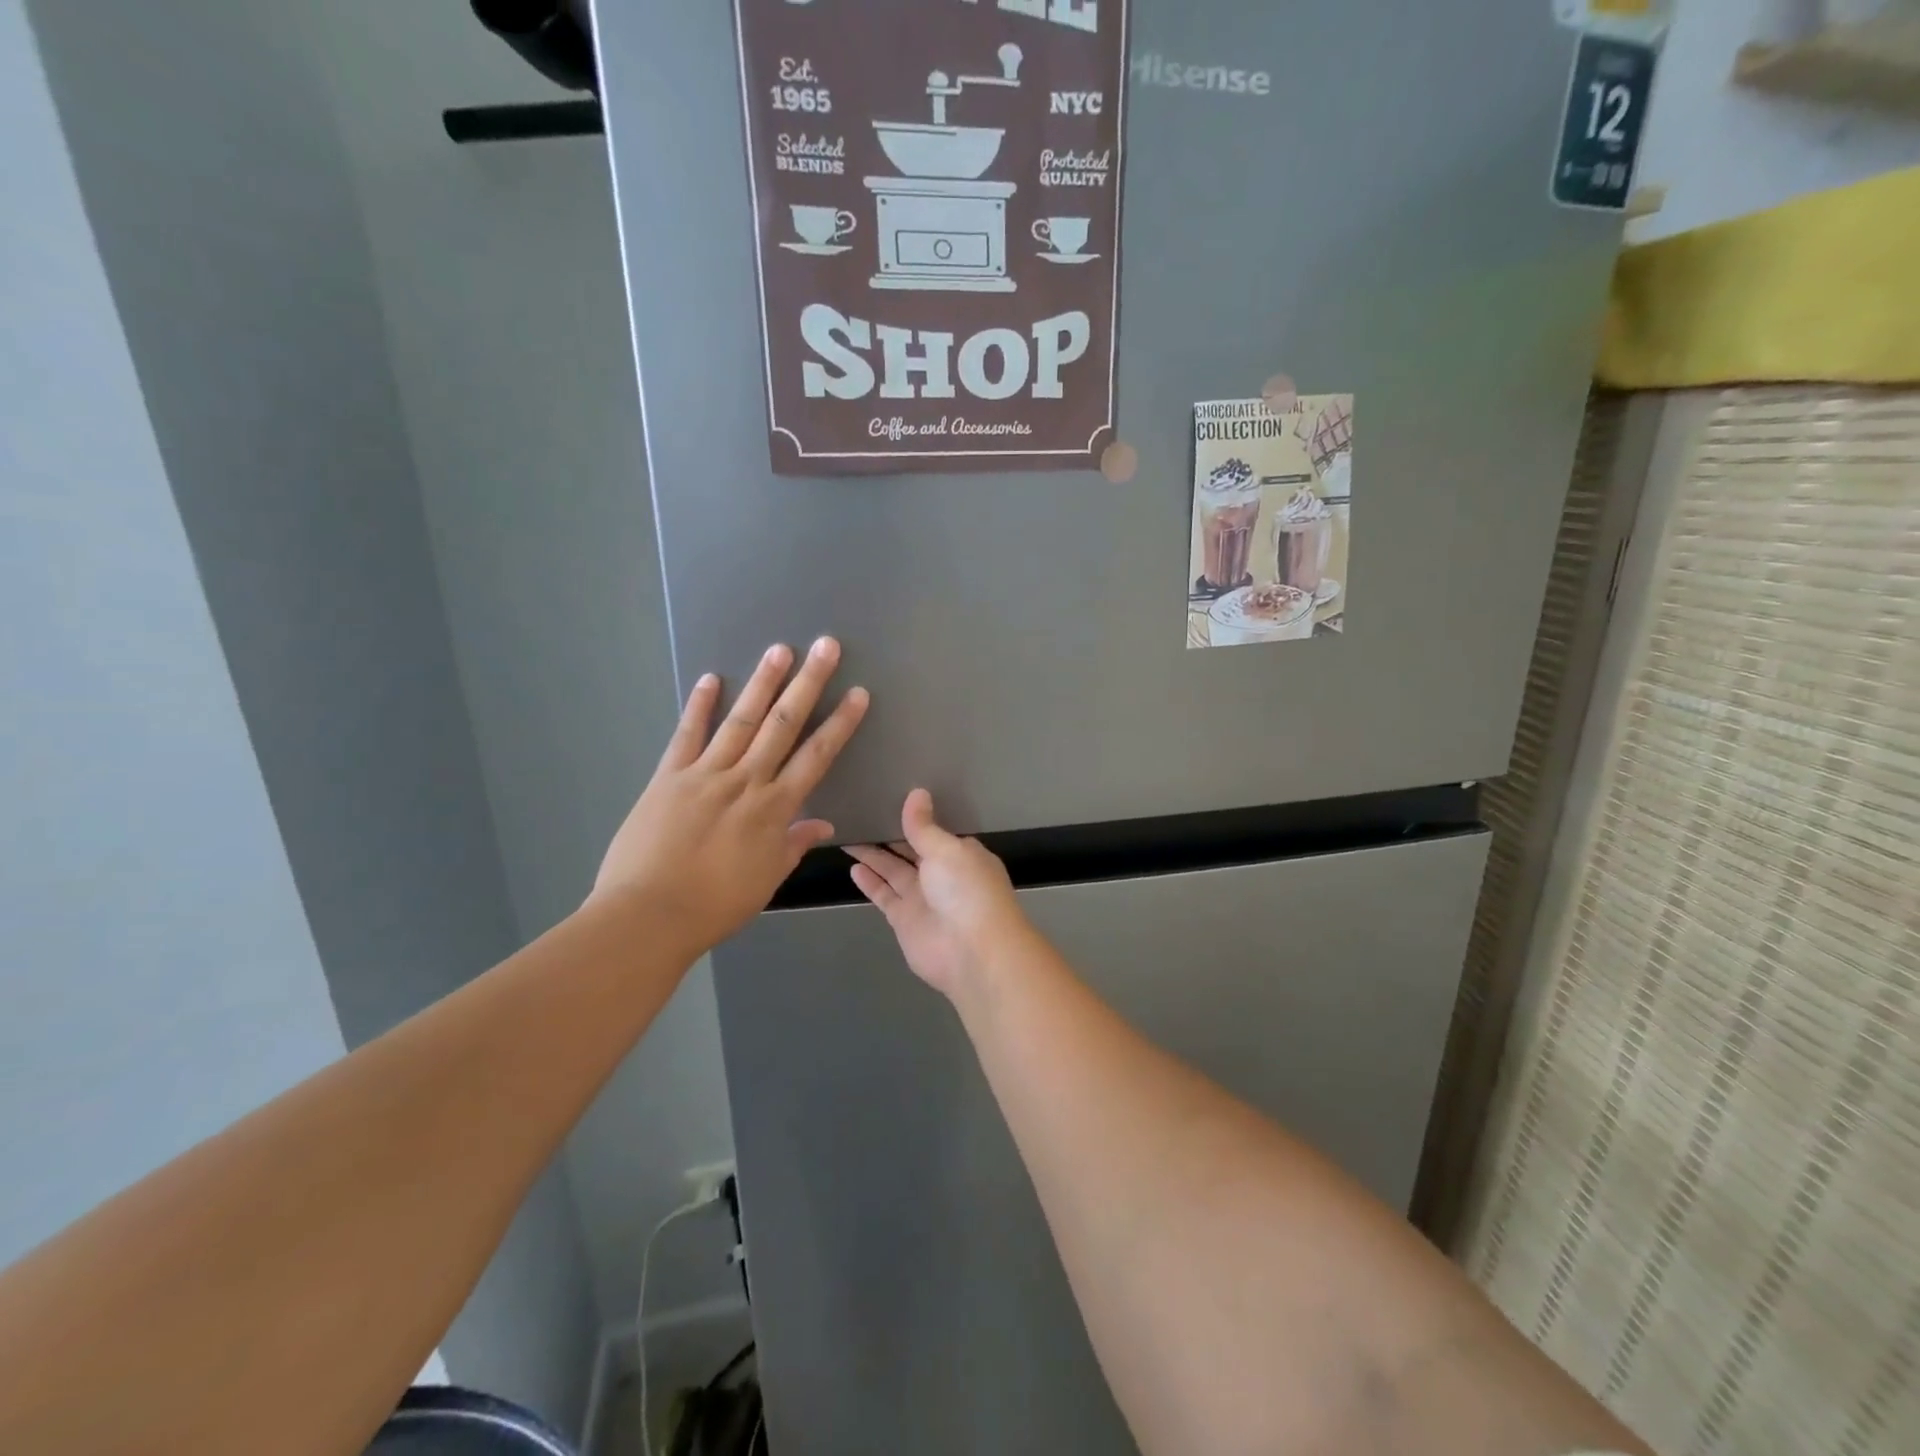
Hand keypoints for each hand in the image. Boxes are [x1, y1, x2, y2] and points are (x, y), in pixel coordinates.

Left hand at [593, 638, 868, 956]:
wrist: (648, 915)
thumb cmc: (715, 905)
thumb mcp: (767, 879)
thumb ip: (794, 845)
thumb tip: (822, 825)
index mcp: (774, 808)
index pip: (816, 757)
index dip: (840, 724)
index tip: (858, 694)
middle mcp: (745, 781)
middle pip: (783, 724)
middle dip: (808, 683)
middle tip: (825, 646)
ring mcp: (705, 774)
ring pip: (740, 720)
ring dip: (762, 683)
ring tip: (779, 649)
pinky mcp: (668, 776)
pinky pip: (687, 735)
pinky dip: (699, 706)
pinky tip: (711, 678)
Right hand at [845, 790, 1030, 1000]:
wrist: (972, 952)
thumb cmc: (967, 891)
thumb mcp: (946, 849)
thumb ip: (924, 826)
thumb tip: (917, 793)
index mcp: (961, 854)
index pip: (934, 831)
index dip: (913, 817)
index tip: (890, 797)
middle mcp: (942, 874)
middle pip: (910, 849)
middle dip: (889, 834)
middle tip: (860, 811)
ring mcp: (922, 898)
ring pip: (893, 870)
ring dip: (873, 855)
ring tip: (848, 833)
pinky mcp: (904, 919)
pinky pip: (884, 894)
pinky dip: (869, 881)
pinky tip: (853, 864)